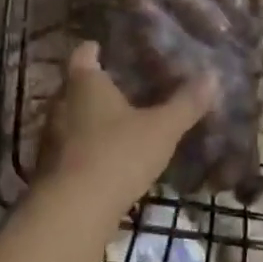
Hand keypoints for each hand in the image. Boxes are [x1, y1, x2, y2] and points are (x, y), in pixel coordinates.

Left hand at [39, 41, 213, 214]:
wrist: (73, 212)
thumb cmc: (117, 154)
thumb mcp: (162, 128)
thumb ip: (186, 103)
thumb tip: (212, 77)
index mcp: (84, 83)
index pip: (84, 54)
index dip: (97, 49)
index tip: (111, 49)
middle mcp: (60, 103)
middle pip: (77, 86)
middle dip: (99, 86)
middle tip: (127, 87)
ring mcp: (50, 137)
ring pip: (73, 118)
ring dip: (92, 119)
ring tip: (122, 123)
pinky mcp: (49, 168)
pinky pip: (71, 147)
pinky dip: (88, 147)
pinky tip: (110, 157)